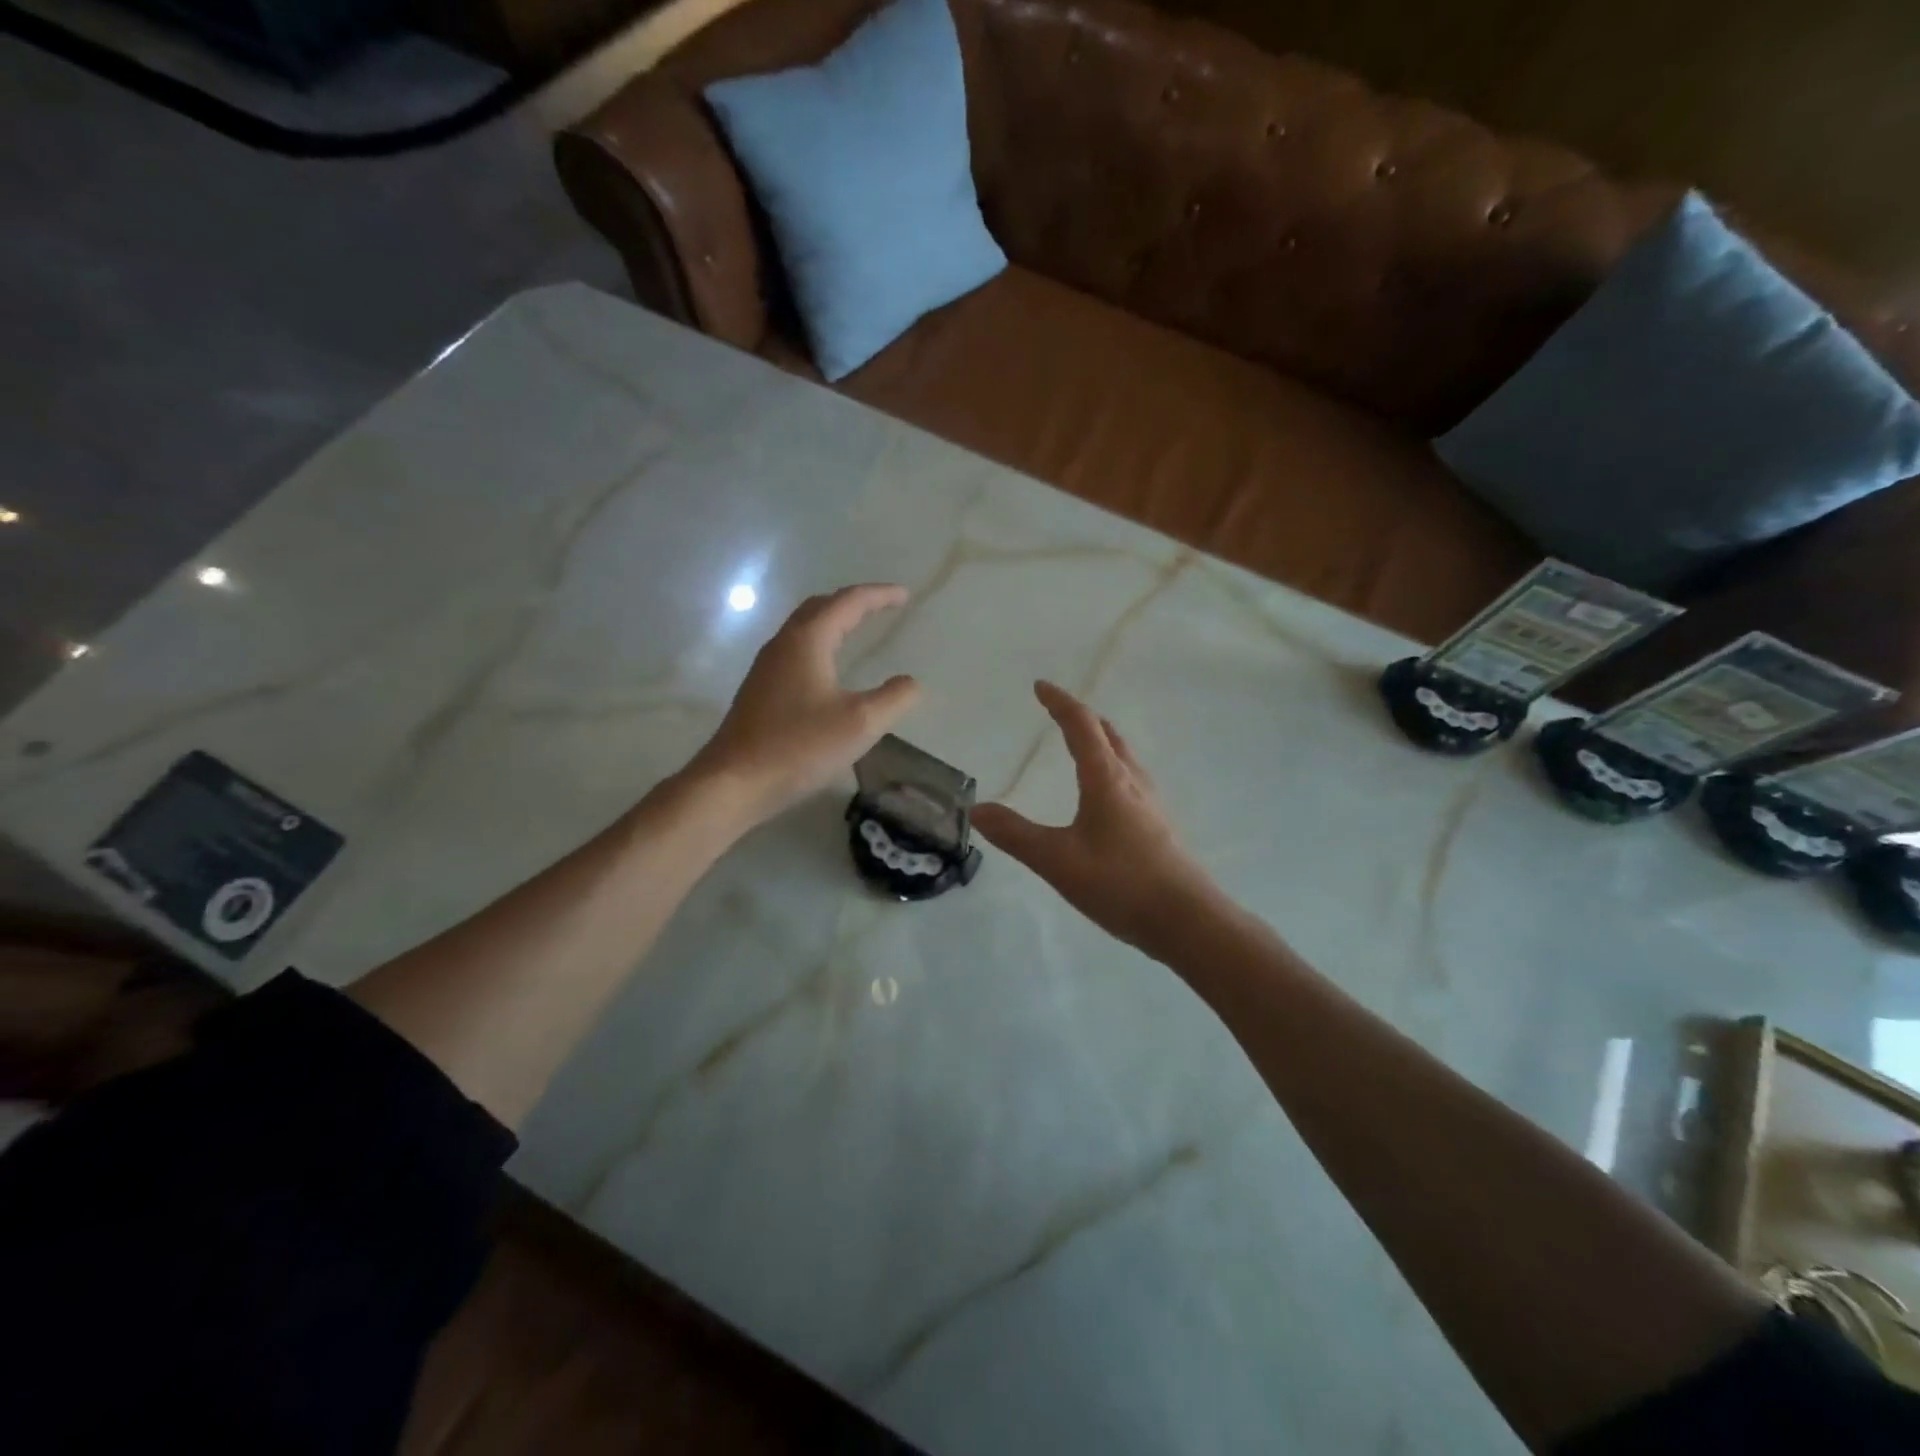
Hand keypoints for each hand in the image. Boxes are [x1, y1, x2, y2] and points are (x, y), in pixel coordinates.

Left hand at [690, 584, 920, 825]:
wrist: (734, 782)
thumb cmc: (799, 747)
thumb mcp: (860, 723)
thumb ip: (894, 698)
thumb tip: (911, 682)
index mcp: (807, 641)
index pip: (848, 602)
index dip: (879, 595)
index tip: (905, 596)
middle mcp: (783, 644)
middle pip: (820, 607)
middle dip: (853, 602)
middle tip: (881, 607)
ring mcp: (766, 668)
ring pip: (804, 629)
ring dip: (833, 622)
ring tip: (858, 630)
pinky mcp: (760, 692)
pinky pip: (795, 652)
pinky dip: (819, 645)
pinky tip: (828, 670)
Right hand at [972, 682, 1220, 957]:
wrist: (1187, 920)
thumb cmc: (1119, 883)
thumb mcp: (1057, 860)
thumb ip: (1015, 834)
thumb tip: (977, 808)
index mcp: (1106, 778)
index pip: (1081, 725)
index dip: (1060, 702)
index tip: (1040, 686)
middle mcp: (1132, 780)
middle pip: (1108, 733)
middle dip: (1081, 716)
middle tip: (1058, 710)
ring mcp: (1150, 802)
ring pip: (1123, 755)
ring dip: (1100, 739)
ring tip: (1080, 743)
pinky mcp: (1158, 824)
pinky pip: (1130, 778)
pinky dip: (1111, 765)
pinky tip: (1105, 793)